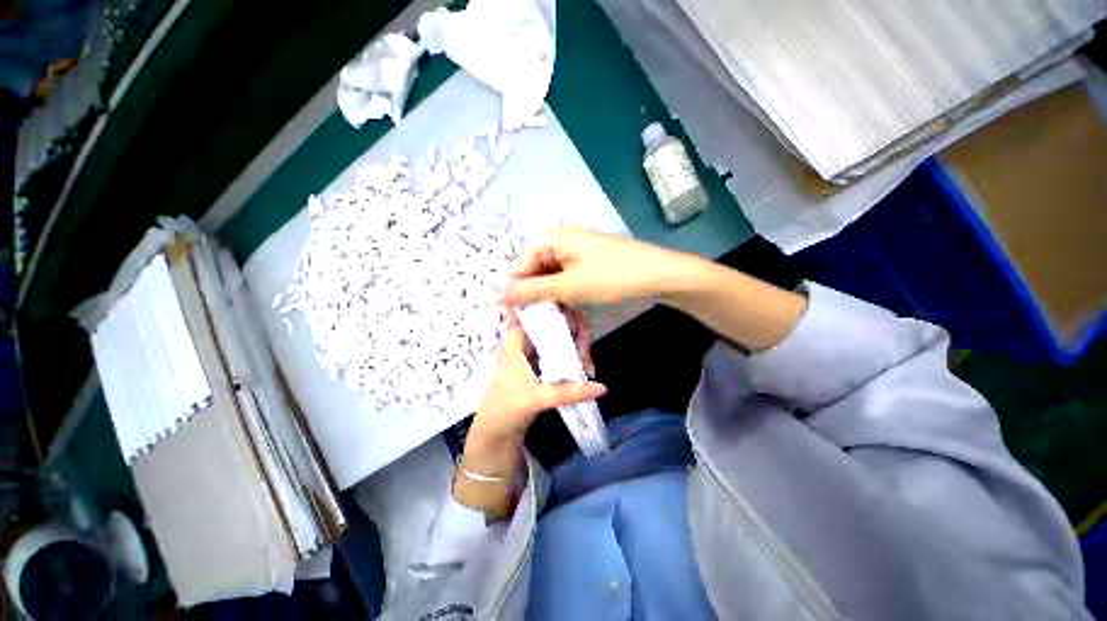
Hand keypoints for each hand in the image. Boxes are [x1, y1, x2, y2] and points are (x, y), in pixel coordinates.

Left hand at [457, 321, 605, 519]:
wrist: (495, 434)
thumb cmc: (507, 409)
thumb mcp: (538, 397)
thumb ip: (568, 391)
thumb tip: (602, 388)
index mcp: (515, 343)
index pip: (535, 315)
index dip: (555, 313)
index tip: (576, 321)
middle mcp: (523, 345)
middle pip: (550, 328)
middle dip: (570, 336)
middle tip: (585, 351)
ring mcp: (530, 357)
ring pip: (554, 342)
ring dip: (571, 349)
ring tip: (586, 362)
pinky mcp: (537, 369)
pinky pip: (555, 356)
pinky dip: (567, 360)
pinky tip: (581, 367)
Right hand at [502, 228, 700, 306]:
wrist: (659, 275)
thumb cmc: (612, 277)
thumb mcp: (569, 286)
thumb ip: (533, 291)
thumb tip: (499, 296)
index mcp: (552, 240)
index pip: (520, 266)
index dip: (515, 292)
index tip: (516, 319)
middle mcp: (560, 244)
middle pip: (536, 274)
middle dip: (536, 301)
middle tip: (537, 326)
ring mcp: (575, 256)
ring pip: (552, 282)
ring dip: (553, 304)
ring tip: (555, 325)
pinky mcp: (587, 268)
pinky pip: (567, 284)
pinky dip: (567, 301)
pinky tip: (570, 317)